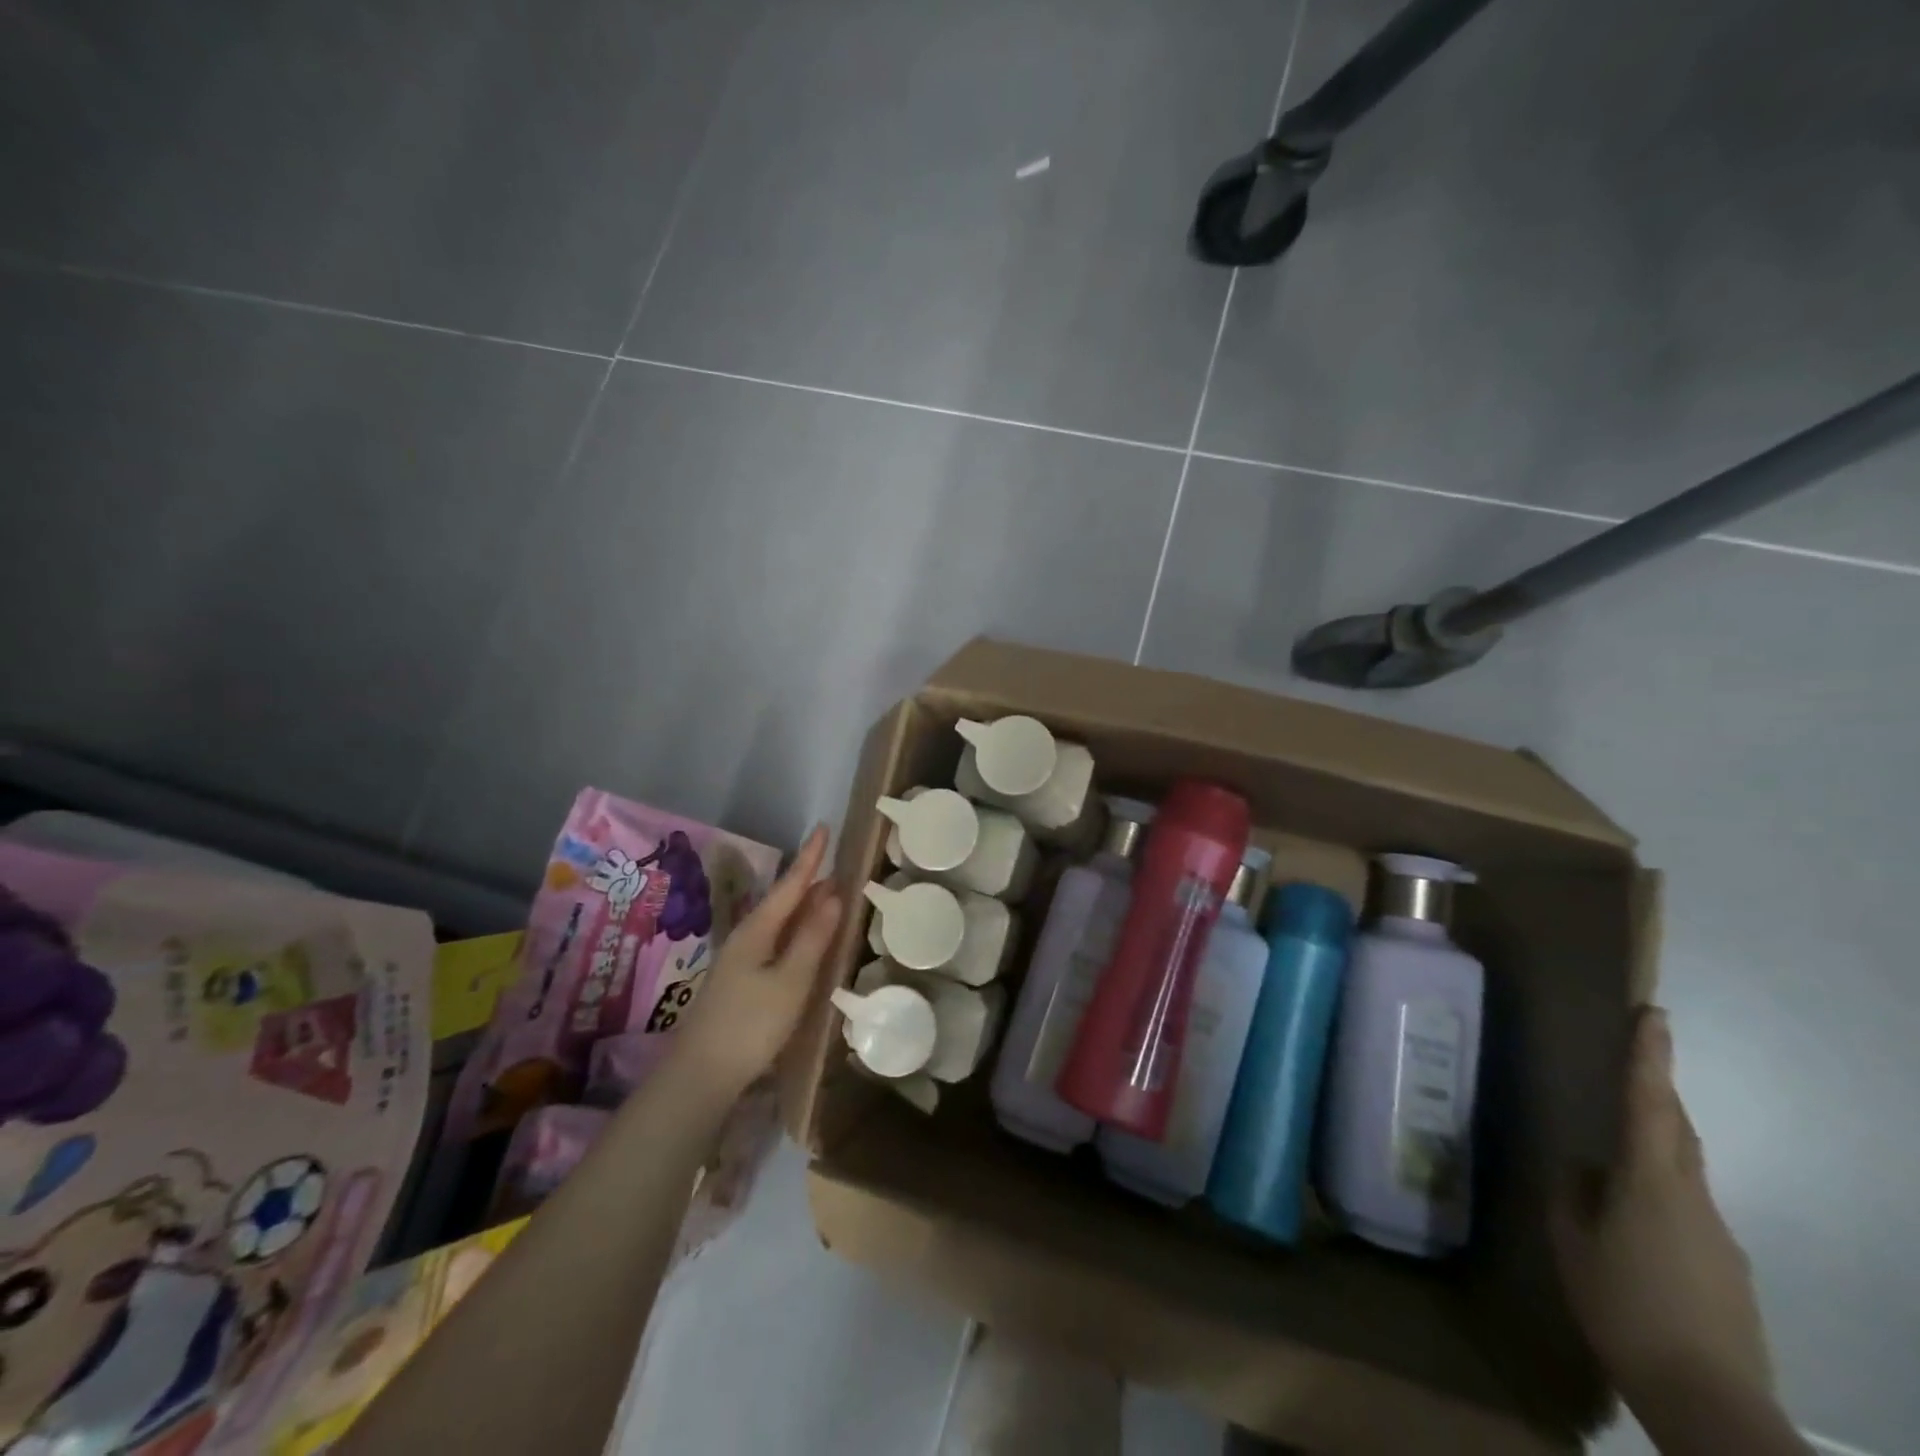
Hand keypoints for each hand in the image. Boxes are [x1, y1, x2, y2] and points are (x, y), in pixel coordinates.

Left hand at [670, 825, 842, 1098]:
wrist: (701, 1075)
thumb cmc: (750, 1025)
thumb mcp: (791, 981)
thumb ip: (812, 938)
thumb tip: (833, 895)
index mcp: (758, 930)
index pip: (790, 884)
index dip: (810, 857)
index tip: (824, 827)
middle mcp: (747, 938)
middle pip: (783, 900)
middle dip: (809, 879)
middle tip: (834, 859)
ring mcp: (742, 960)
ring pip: (779, 921)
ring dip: (804, 905)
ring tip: (828, 891)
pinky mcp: (742, 981)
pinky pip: (776, 941)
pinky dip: (796, 930)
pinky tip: (804, 937)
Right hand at [1552, 1009, 1772, 1415]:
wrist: (1709, 1400)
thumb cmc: (1623, 1306)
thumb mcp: (1572, 1243)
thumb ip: (1574, 1196)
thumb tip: (1582, 1168)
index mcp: (1650, 1182)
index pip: (1649, 1102)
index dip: (1650, 1056)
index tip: (1655, 1015)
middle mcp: (1692, 1197)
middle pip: (1678, 1130)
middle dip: (1659, 1090)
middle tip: (1634, 1061)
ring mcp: (1717, 1234)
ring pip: (1683, 1170)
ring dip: (1657, 1143)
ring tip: (1615, 1149)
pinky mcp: (1727, 1267)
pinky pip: (1687, 1210)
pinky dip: (1659, 1194)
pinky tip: (1631, 1227)